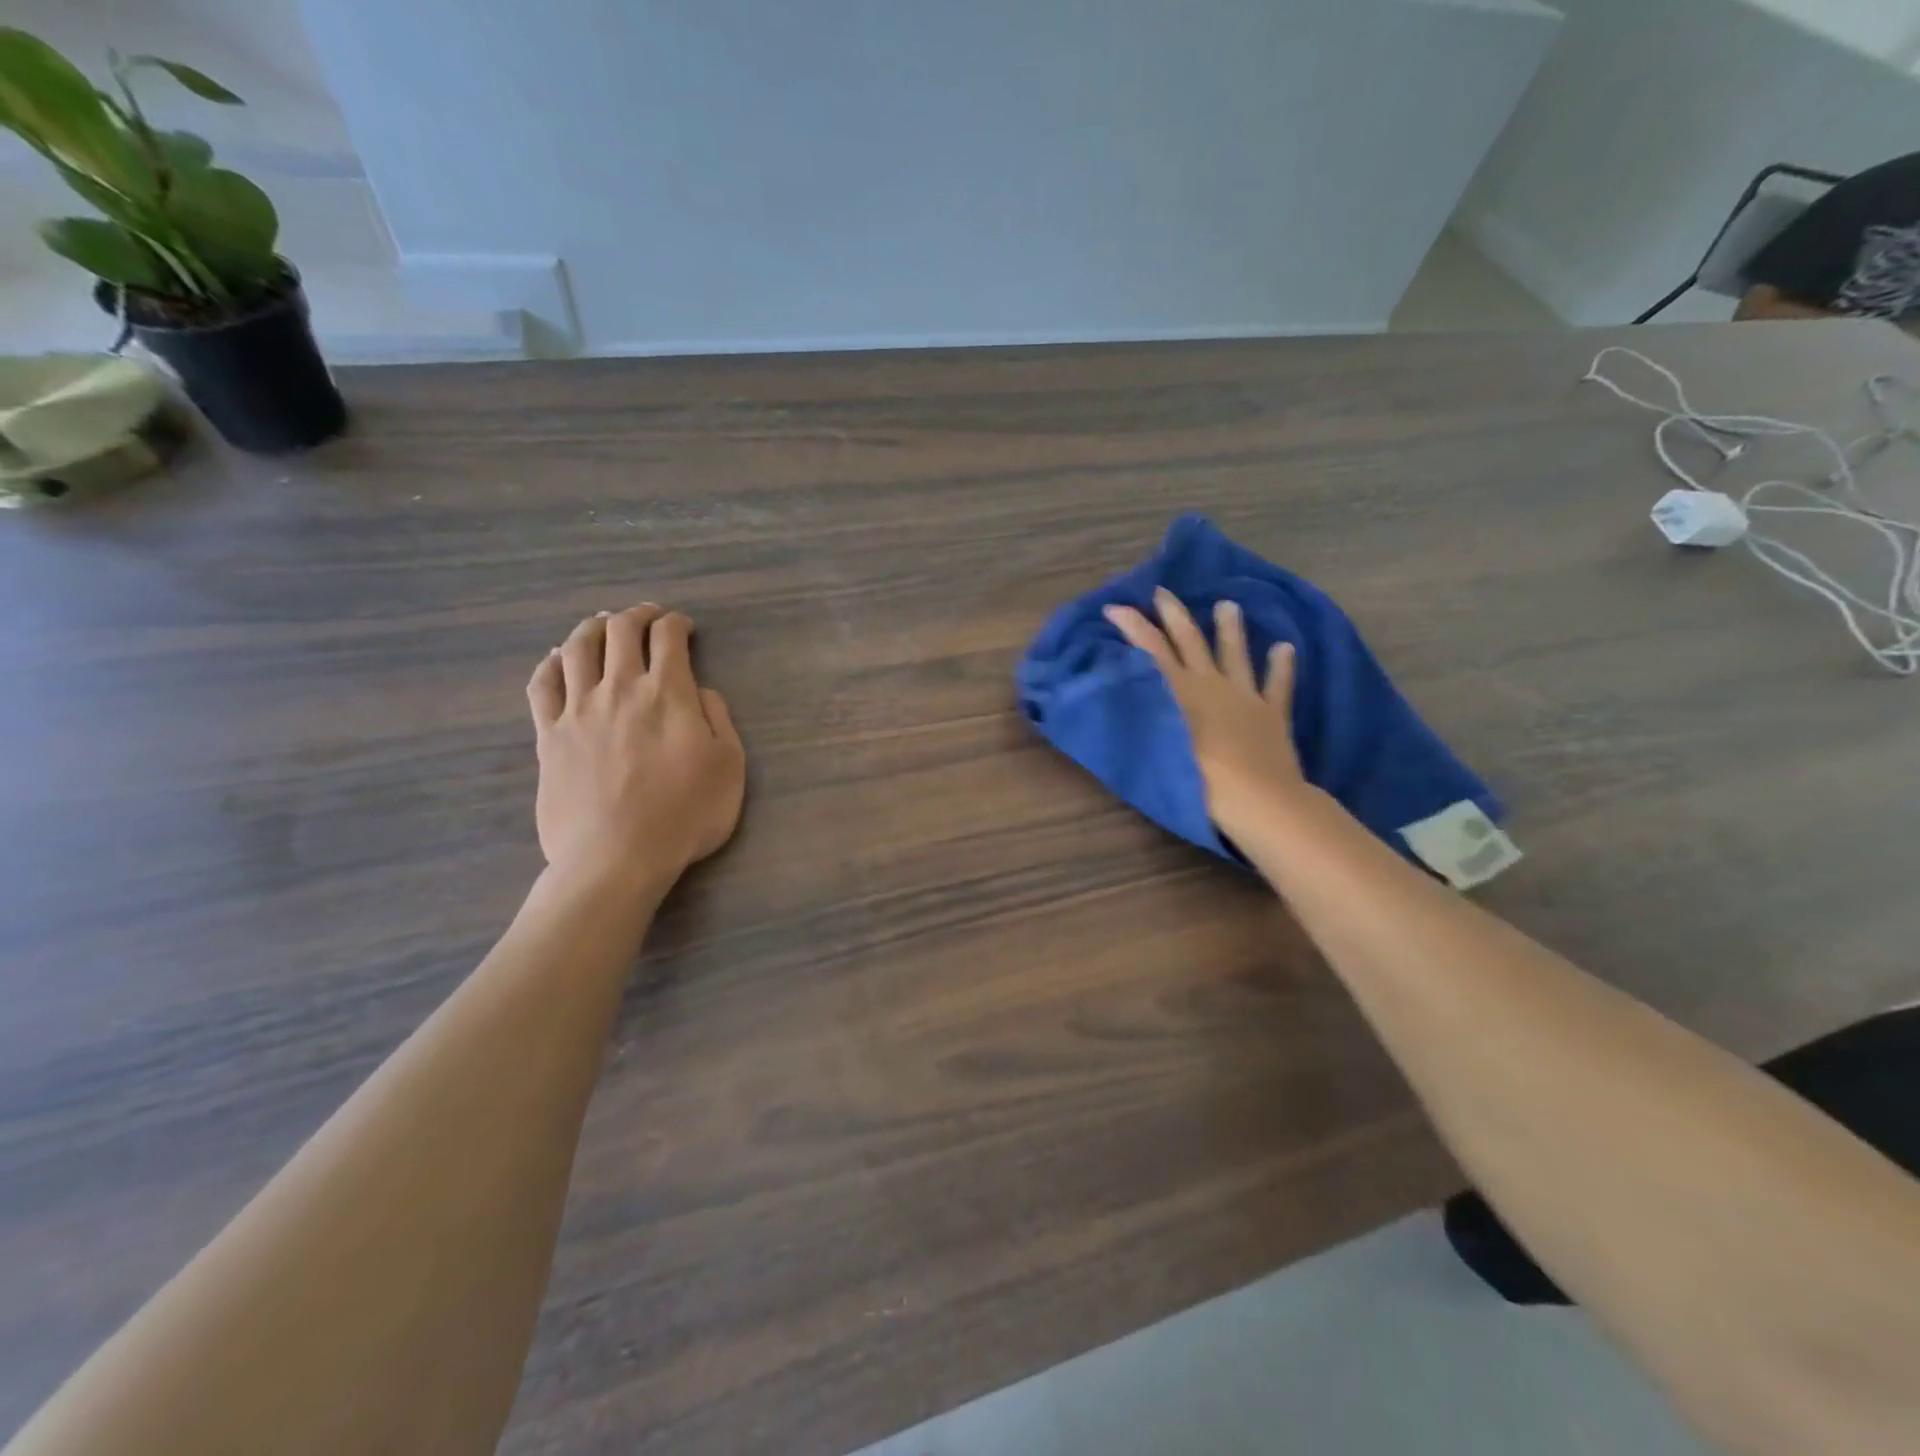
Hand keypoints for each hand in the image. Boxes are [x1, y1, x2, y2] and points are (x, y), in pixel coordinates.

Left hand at [526, 604, 745, 892]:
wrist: (617, 857)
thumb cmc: (685, 814)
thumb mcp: (729, 767)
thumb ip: (718, 719)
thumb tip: (701, 691)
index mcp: (666, 693)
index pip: (668, 637)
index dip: (677, 623)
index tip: (684, 627)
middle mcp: (619, 689)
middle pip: (621, 631)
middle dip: (638, 614)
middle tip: (649, 617)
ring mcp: (578, 710)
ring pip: (577, 648)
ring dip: (593, 627)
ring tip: (603, 625)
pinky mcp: (549, 735)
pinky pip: (542, 685)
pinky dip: (550, 663)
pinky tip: (557, 658)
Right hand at [1104, 589, 1307, 838]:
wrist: (1256, 797)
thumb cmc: (1196, 780)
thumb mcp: (1155, 747)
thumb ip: (1139, 717)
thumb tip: (1122, 694)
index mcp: (1179, 691)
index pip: (1150, 648)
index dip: (1131, 625)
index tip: (1114, 606)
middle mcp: (1211, 684)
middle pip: (1190, 641)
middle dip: (1173, 614)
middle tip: (1163, 592)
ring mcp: (1245, 695)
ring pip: (1235, 654)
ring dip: (1230, 629)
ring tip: (1228, 605)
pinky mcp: (1272, 713)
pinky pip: (1278, 684)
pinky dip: (1281, 666)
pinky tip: (1285, 648)